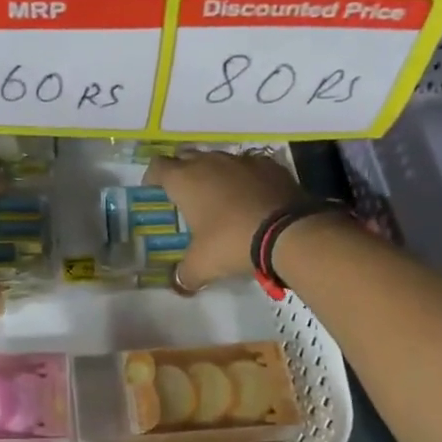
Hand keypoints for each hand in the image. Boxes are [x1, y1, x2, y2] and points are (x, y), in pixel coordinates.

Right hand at [144, 150, 301, 292]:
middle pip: (186, 157)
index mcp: (185, 180)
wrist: (288, 232)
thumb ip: (185, 274)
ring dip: (214, 174)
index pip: (158, 166)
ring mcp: (241, 160)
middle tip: (185, 195)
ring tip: (219, 198)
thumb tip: (180, 284)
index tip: (154, 191)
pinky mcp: (270, 165)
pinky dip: (244, 178)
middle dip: (182, 171)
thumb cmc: (232, 242)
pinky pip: (248, 167)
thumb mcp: (202, 265)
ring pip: (218, 159)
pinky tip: (251, 198)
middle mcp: (209, 162)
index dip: (153, 177)